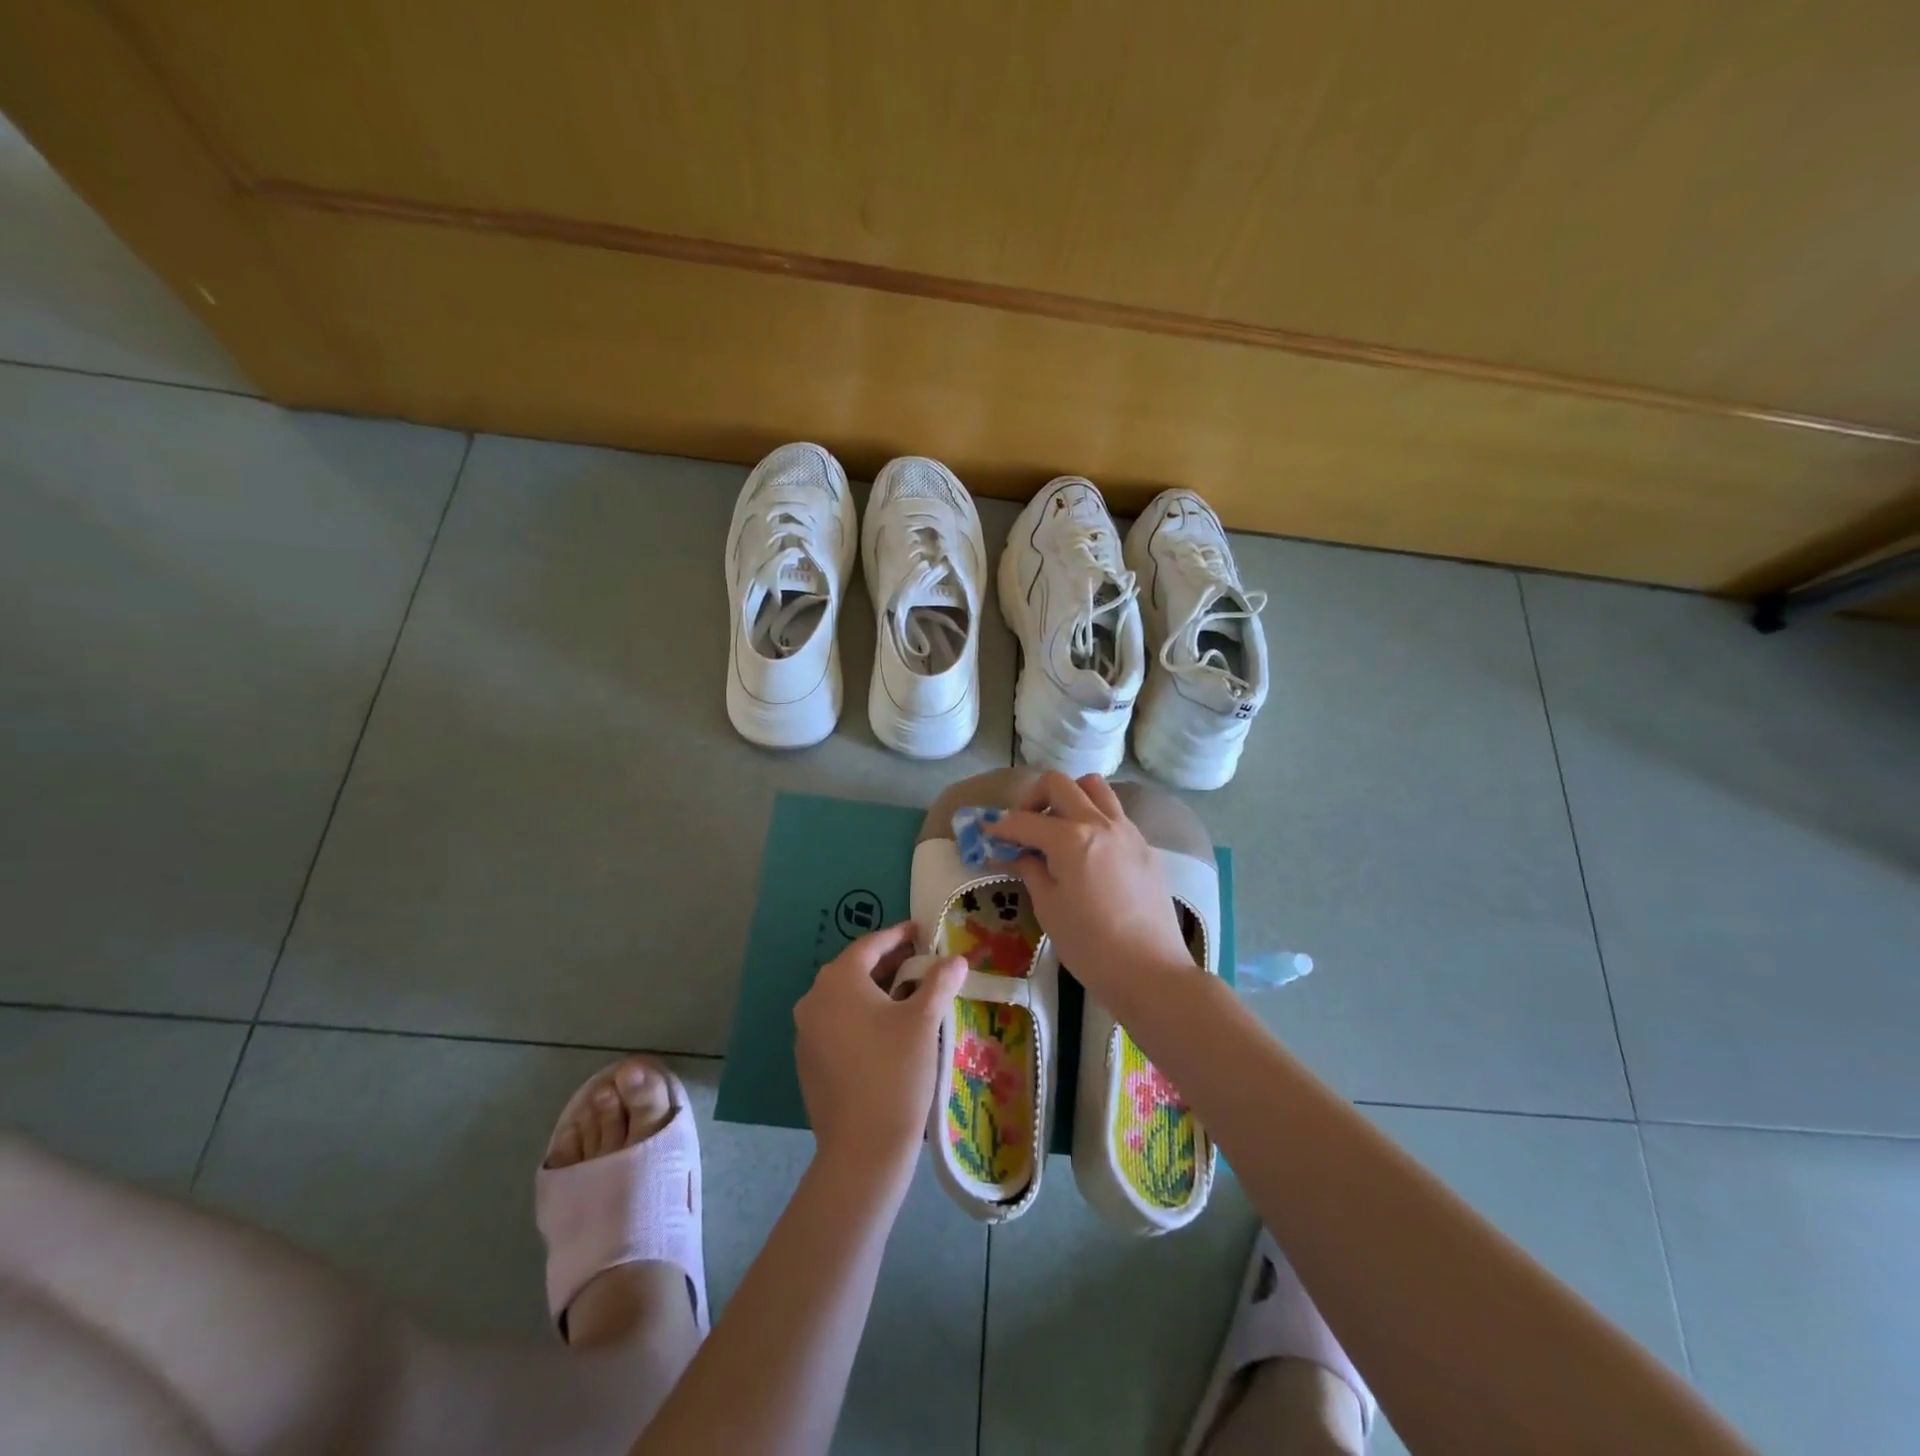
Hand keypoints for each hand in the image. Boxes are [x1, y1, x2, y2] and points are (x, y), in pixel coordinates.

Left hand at [794, 922, 964, 1189]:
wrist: (862, 1148)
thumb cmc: (895, 1071)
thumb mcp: (923, 1021)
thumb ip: (939, 982)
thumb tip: (956, 959)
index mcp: (838, 980)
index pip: (870, 945)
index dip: (898, 935)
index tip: (920, 931)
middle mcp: (814, 999)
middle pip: (855, 970)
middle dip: (888, 963)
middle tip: (919, 961)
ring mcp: (806, 1033)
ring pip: (844, 999)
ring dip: (874, 992)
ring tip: (908, 996)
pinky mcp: (807, 1062)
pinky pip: (836, 1025)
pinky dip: (860, 1018)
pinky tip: (885, 1032)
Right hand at [988, 772, 1193, 998]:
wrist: (1150, 971)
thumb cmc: (1090, 946)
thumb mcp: (1049, 908)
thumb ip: (1030, 870)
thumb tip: (1016, 853)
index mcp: (1071, 839)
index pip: (1025, 821)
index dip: (1000, 827)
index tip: (987, 834)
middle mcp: (1100, 823)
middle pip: (1059, 784)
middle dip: (1033, 798)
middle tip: (1023, 826)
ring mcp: (1127, 831)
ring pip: (1094, 788)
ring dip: (1069, 798)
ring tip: (1058, 828)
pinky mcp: (1144, 846)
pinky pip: (1114, 814)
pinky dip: (1093, 818)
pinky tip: (1086, 850)